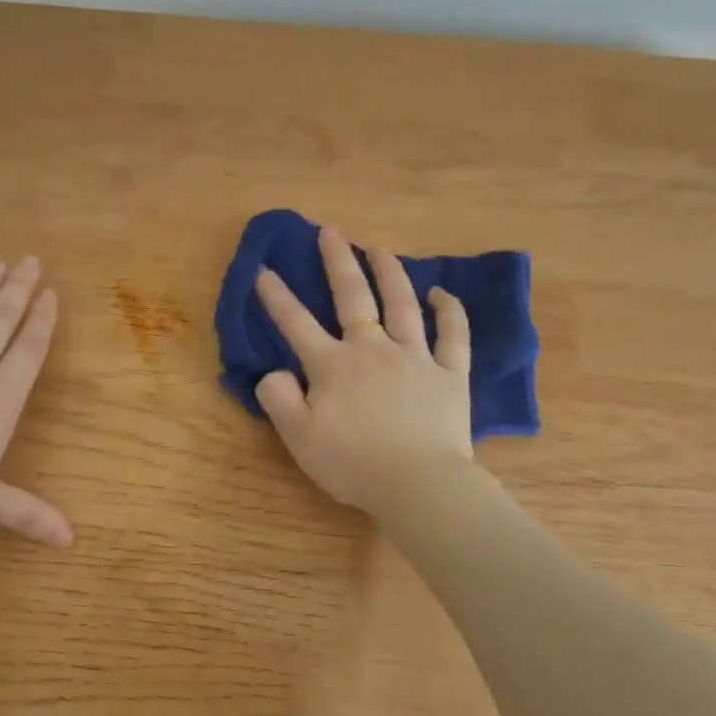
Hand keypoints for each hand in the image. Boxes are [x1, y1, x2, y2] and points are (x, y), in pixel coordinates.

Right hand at [255, 227, 473, 517]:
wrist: (417, 484)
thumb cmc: (352, 464)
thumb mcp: (298, 438)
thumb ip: (278, 399)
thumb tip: (273, 372)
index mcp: (332, 366)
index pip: (296, 323)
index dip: (276, 296)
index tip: (263, 270)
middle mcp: (372, 349)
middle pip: (353, 297)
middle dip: (337, 261)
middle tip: (330, 231)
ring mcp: (415, 358)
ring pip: (402, 304)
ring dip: (389, 272)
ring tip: (378, 248)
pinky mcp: (450, 374)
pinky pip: (453, 335)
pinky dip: (449, 310)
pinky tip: (441, 292)